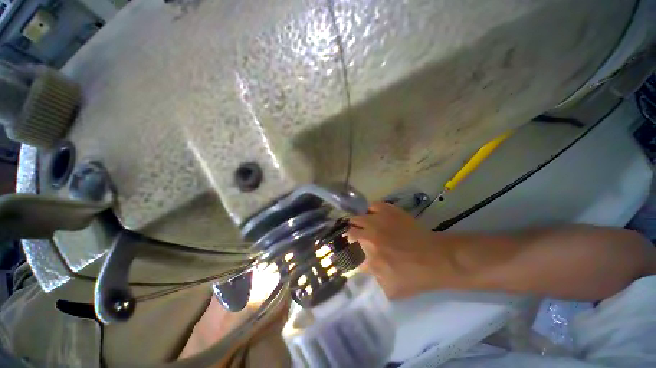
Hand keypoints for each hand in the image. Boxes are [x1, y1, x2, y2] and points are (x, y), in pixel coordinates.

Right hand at [348, 202, 458, 298]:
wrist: (436, 258)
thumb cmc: (414, 276)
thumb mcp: (390, 288)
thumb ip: (372, 276)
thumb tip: (362, 265)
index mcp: (368, 252)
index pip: (349, 248)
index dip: (351, 250)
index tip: (355, 251)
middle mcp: (369, 233)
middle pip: (350, 230)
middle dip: (353, 236)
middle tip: (360, 239)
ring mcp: (379, 219)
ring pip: (358, 217)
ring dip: (359, 223)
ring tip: (366, 227)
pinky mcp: (390, 211)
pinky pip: (373, 206)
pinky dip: (372, 211)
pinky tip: (377, 216)